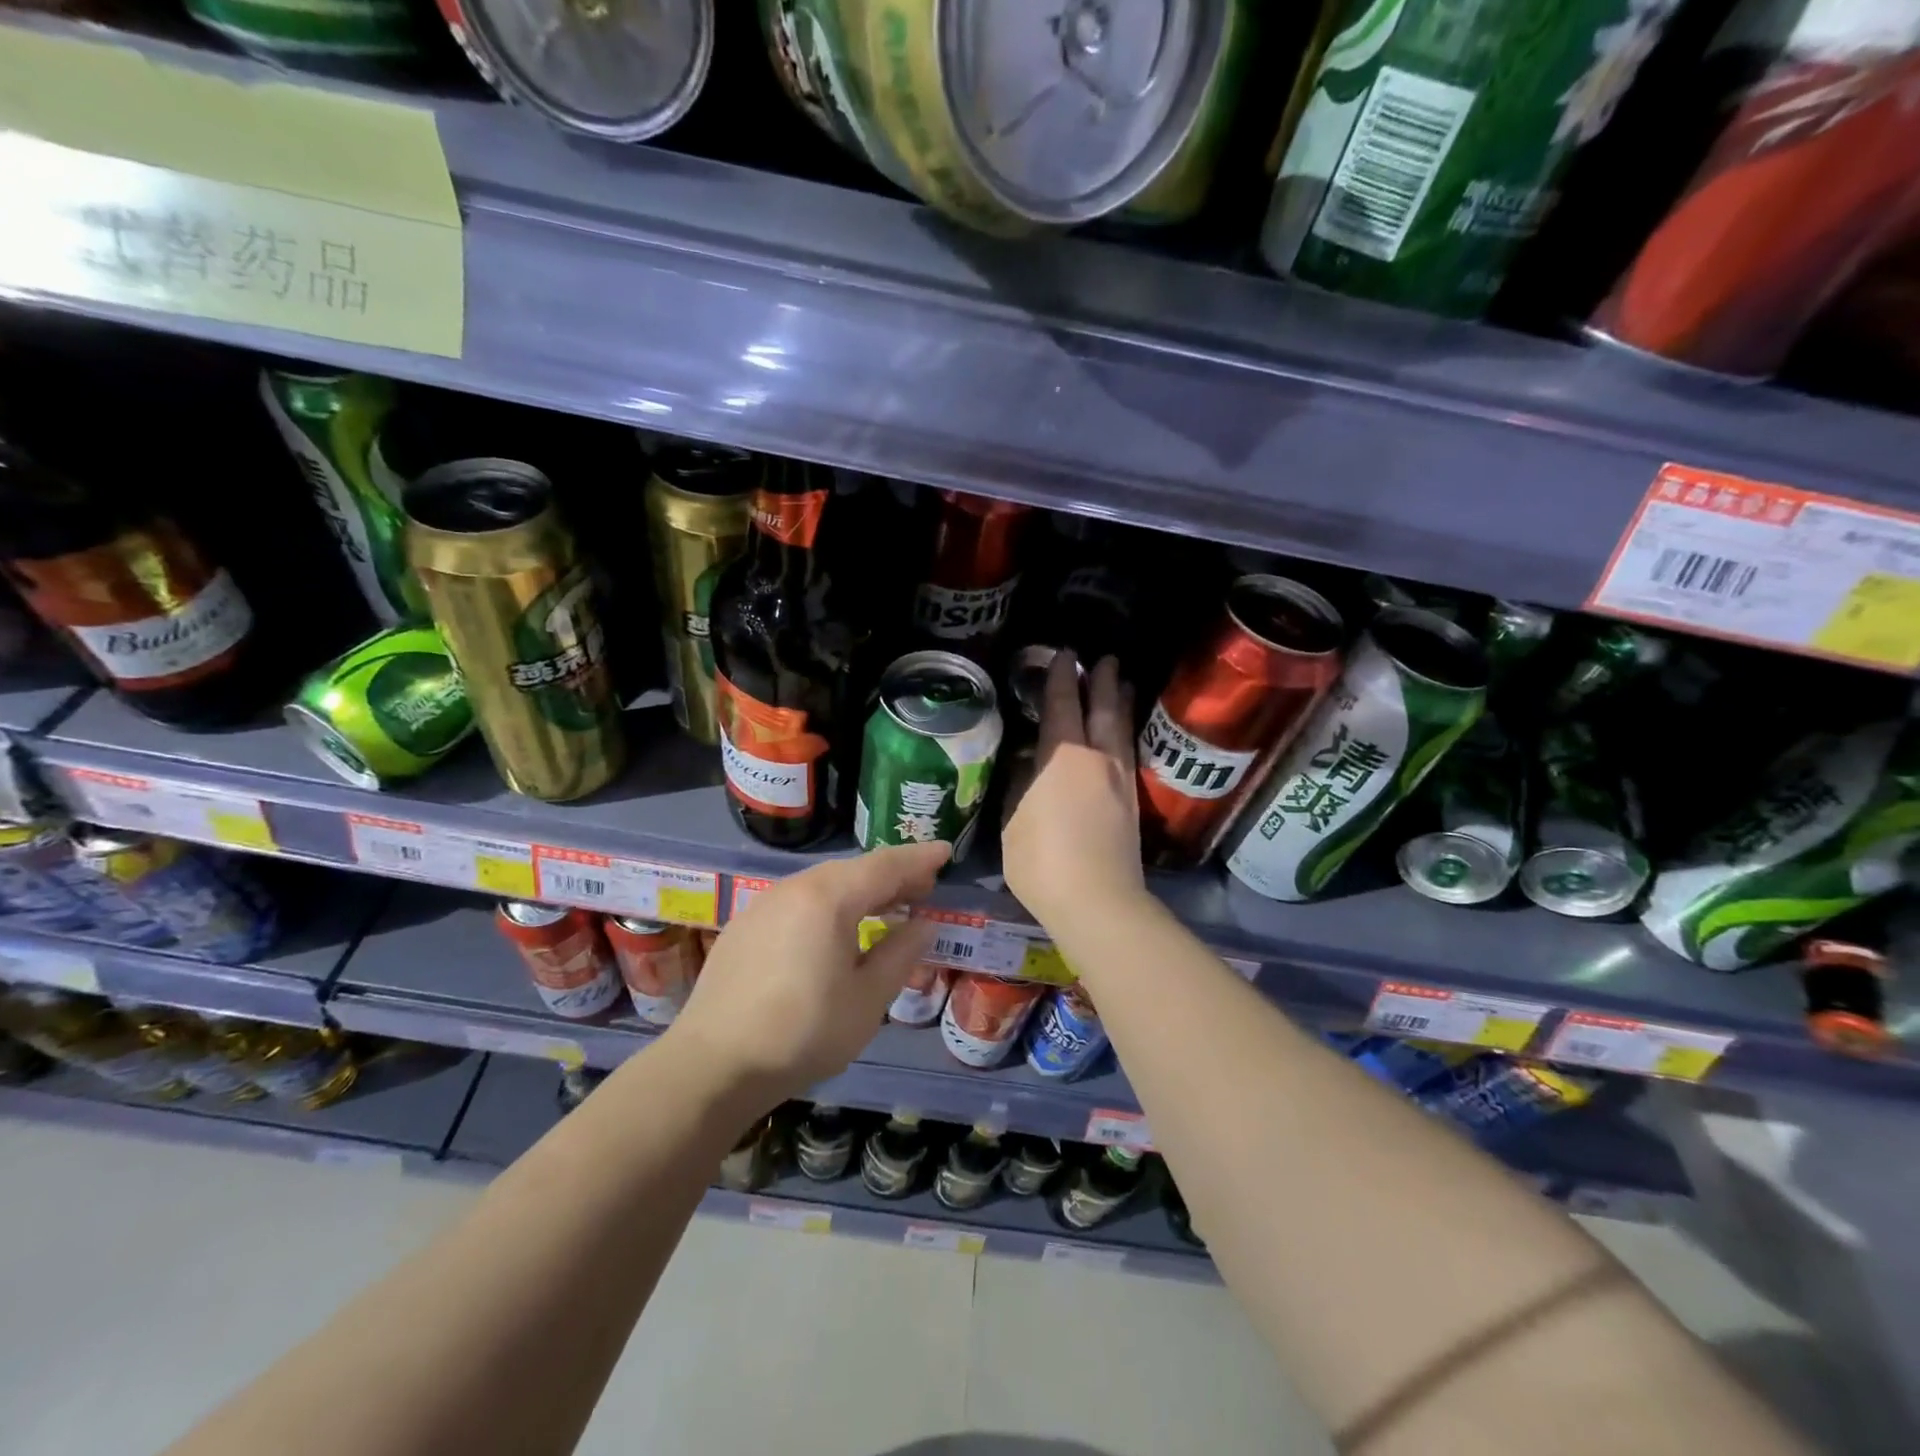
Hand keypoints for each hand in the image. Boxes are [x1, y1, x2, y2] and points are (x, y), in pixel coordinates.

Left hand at [668, 841, 948, 1104]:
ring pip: (824, 885)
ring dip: (859, 891)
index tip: (946, 852)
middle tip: (923, 887)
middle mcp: (794, 888)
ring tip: (885, 908)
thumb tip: (924, 925)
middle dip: (892, 875)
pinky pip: (799, 902)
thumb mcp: (867, 999)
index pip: (885, 866)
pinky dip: (829, 906)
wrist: (712, 1065)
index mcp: (828, 898)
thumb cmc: (803, 1032)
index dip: (919, 859)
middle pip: (853, 871)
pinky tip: (836, 930)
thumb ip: (899, 954)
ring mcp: (763, 905)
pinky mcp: (745, 927)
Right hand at [1002, 651, 1144, 928]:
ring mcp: (1119, 780)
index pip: (1063, 705)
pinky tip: (1123, 734)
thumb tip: (1027, 762)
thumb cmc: (1042, 861)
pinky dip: (1125, 732)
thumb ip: (1020, 786)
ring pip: (1121, 729)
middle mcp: (1096, 758)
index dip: (1060, 678)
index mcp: (1062, 757)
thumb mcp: (1013, 822)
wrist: (1098, 901)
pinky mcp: (1131, 802)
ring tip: (1122, 683)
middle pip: (1103, 708)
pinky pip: (1128, 752)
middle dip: (1102, 681)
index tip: (1064, 655)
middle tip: (1104, 658)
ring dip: (1120, 702)